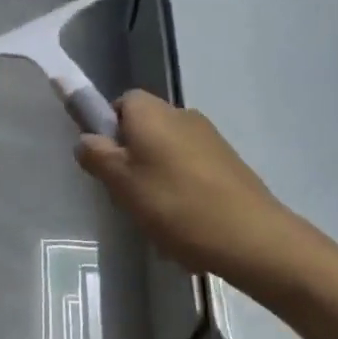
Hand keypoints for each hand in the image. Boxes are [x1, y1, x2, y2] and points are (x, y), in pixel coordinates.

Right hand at [76, 91, 309, 295]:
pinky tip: (185, 223)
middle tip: (128, 195)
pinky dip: (182, 190)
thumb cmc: (175, 204)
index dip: (108, 129)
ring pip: (167, 152)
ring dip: (157, 178)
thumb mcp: (122, 184)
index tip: (107, 163)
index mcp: (151, 112)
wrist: (251, 236)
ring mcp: (209, 137)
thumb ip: (98, 156)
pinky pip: (191, 169)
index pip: (119, 103)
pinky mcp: (228, 161)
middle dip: (132, 159)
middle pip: (144, 128)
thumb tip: (86, 139)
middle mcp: (180, 114)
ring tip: (158, 217)